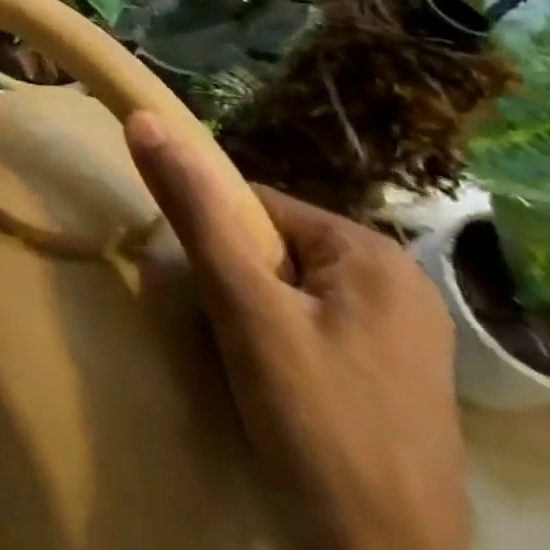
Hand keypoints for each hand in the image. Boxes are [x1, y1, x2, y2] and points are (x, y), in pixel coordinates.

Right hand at [125, 112, 469, 549]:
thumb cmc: (320, 430)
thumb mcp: (246, 310)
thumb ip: (196, 211)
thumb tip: (145, 119)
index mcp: (374, 255)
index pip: (257, 208)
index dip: (217, 244)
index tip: (209, 299)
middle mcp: (400, 286)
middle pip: (276, 250)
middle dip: (238, 287)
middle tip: (232, 343)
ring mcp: (405, 339)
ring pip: (289, 292)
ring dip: (255, 319)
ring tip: (252, 372)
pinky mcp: (396, 384)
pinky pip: (314, 331)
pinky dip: (282, 350)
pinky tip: (280, 396)